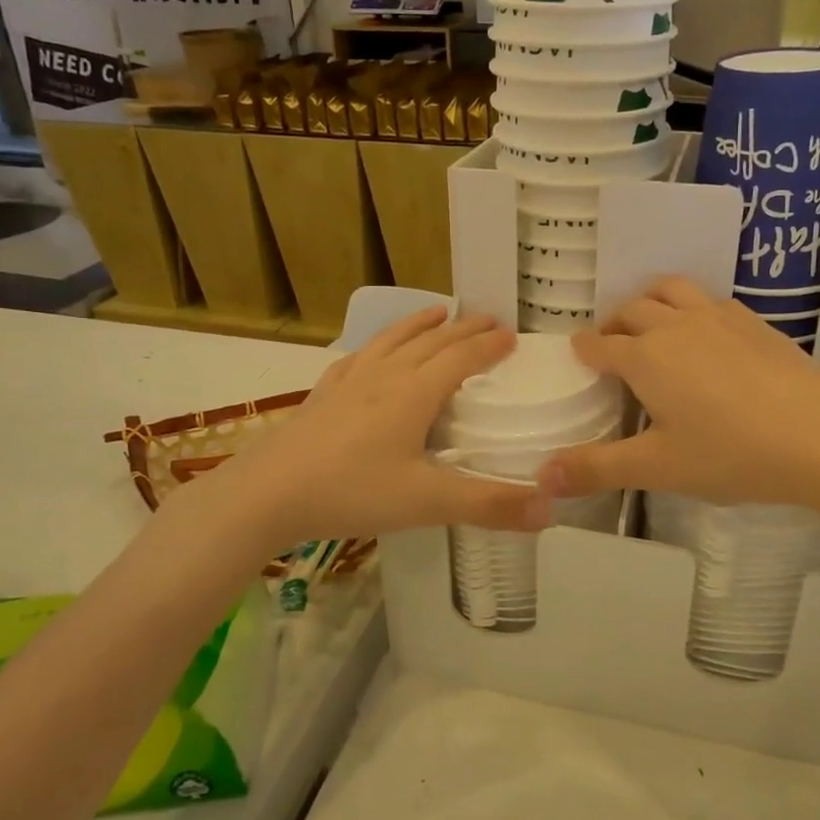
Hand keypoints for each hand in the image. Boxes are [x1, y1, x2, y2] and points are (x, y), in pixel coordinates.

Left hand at [182, 308, 547, 553]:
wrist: (267, 493)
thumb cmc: (353, 492)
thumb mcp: (427, 503)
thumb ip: (490, 504)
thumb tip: (552, 507)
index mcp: (415, 393)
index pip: (462, 357)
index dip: (489, 345)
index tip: (512, 335)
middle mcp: (385, 376)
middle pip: (431, 341)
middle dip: (463, 328)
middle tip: (488, 318)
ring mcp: (349, 382)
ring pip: (392, 340)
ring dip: (419, 324)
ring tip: (436, 311)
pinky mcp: (322, 395)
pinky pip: (357, 358)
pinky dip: (375, 346)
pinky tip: (370, 353)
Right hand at [540, 278, 819, 508]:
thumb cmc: (732, 454)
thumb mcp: (658, 468)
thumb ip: (597, 468)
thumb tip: (541, 476)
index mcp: (646, 358)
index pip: (601, 344)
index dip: (584, 349)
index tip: (578, 354)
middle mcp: (677, 326)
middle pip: (632, 309)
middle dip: (614, 323)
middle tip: (612, 346)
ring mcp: (720, 318)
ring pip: (672, 290)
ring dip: (651, 301)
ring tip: (652, 324)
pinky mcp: (755, 322)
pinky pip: (710, 299)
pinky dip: (692, 306)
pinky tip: (706, 334)